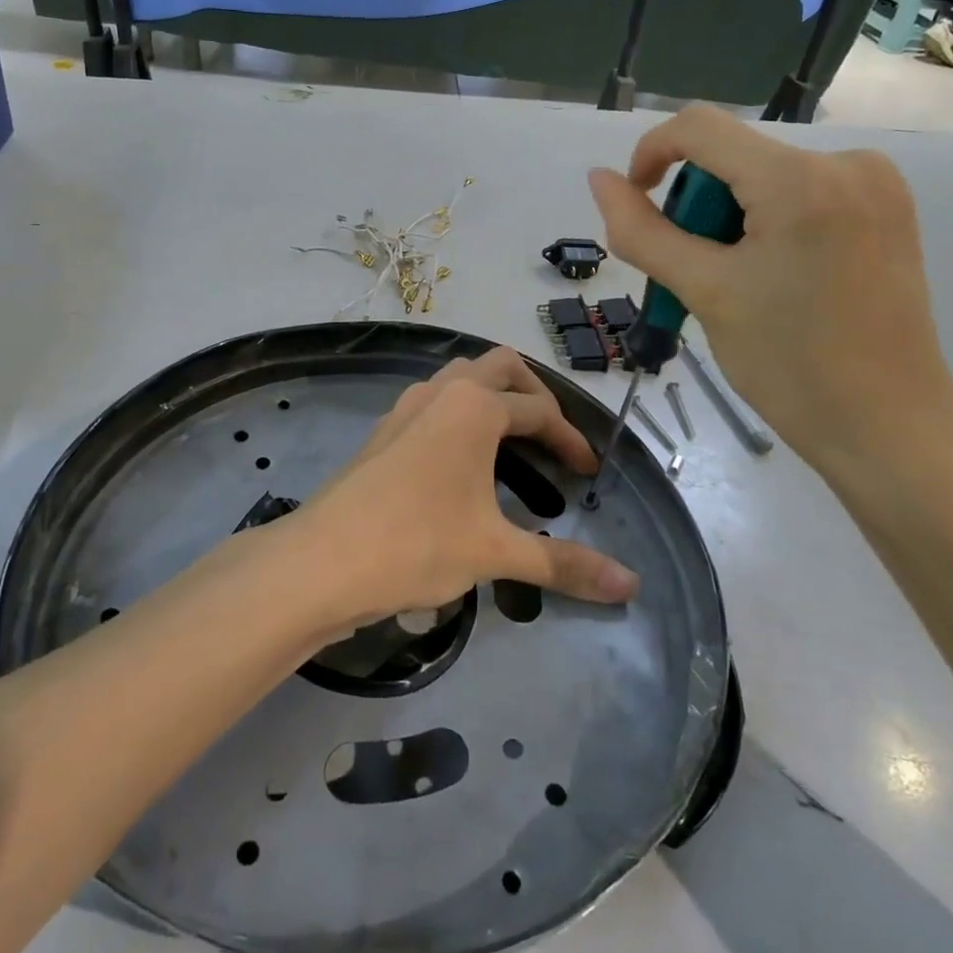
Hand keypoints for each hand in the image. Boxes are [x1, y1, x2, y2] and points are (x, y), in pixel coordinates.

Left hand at [289, 347, 638, 633]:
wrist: (322, 561)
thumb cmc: (416, 544)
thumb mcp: (495, 552)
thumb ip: (563, 564)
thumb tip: (630, 586)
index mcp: (474, 406)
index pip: (539, 410)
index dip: (571, 439)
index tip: (589, 472)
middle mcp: (440, 392)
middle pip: (500, 367)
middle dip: (533, 395)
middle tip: (550, 437)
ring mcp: (405, 408)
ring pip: (459, 378)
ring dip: (491, 397)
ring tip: (511, 441)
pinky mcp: (382, 431)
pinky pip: (432, 403)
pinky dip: (459, 414)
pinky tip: (460, 461)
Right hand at [587, 103, 952, 472]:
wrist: (888, 426)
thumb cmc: (788, 364)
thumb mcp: (703, 292)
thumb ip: (641, 231)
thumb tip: (599, 179)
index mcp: (800, 179)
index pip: (699, 127)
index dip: (651, 154)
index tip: (636, 204)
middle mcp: (848, 161)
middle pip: (734, 155)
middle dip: (698, 204)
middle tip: (699, 273)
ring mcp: (877, 183)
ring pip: (765, 175)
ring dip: (731, 217)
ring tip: (739, 283)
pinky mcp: (889, 207)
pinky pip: (802, 191)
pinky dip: (769, 222)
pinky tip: (778, 276)